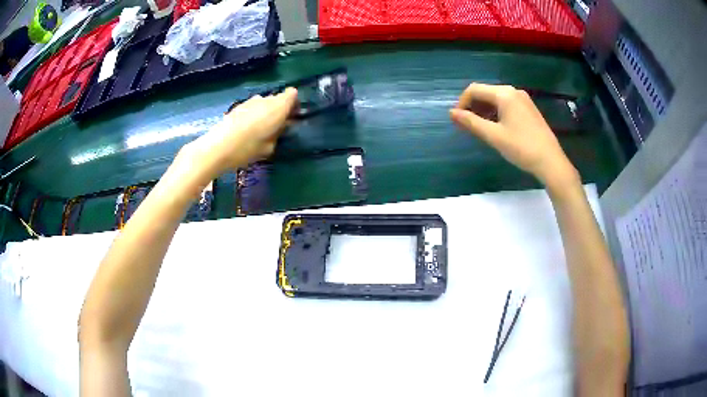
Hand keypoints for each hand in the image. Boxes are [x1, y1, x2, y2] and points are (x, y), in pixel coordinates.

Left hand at [180, 88, 297, 179]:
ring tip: (260, 130)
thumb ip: (278, 134)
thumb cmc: (248, 148)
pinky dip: (253, 115)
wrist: (218, 147)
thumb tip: (280, 127)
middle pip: (277, 99)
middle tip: (277, 127)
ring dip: (265, 113)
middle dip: (279, 110)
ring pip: (263, 103)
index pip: (292, 94)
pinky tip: (247, 130)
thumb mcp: (270, 147)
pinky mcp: (237, 106)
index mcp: (278, 107)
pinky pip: (252, 108)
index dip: (294, 104)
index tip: (292, 117)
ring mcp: (250, 101)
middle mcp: (265, 99)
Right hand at [449, 83, 578, 188]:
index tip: (457, 120)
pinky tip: (496, 128)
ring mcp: (523, 99)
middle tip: (466, 126)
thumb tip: (451, 113)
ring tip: (479, 129)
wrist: (550, 162)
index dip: (462, 103)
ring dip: (484, 111)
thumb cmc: (521, 147)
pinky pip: (506, 105)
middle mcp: (513, 91)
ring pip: (496, 99)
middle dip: (473, 107)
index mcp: (504, 94)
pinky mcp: (529, 109)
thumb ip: (471, 122)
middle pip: (485, 92)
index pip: (474, 90)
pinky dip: (496, 113)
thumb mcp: (493, 135)